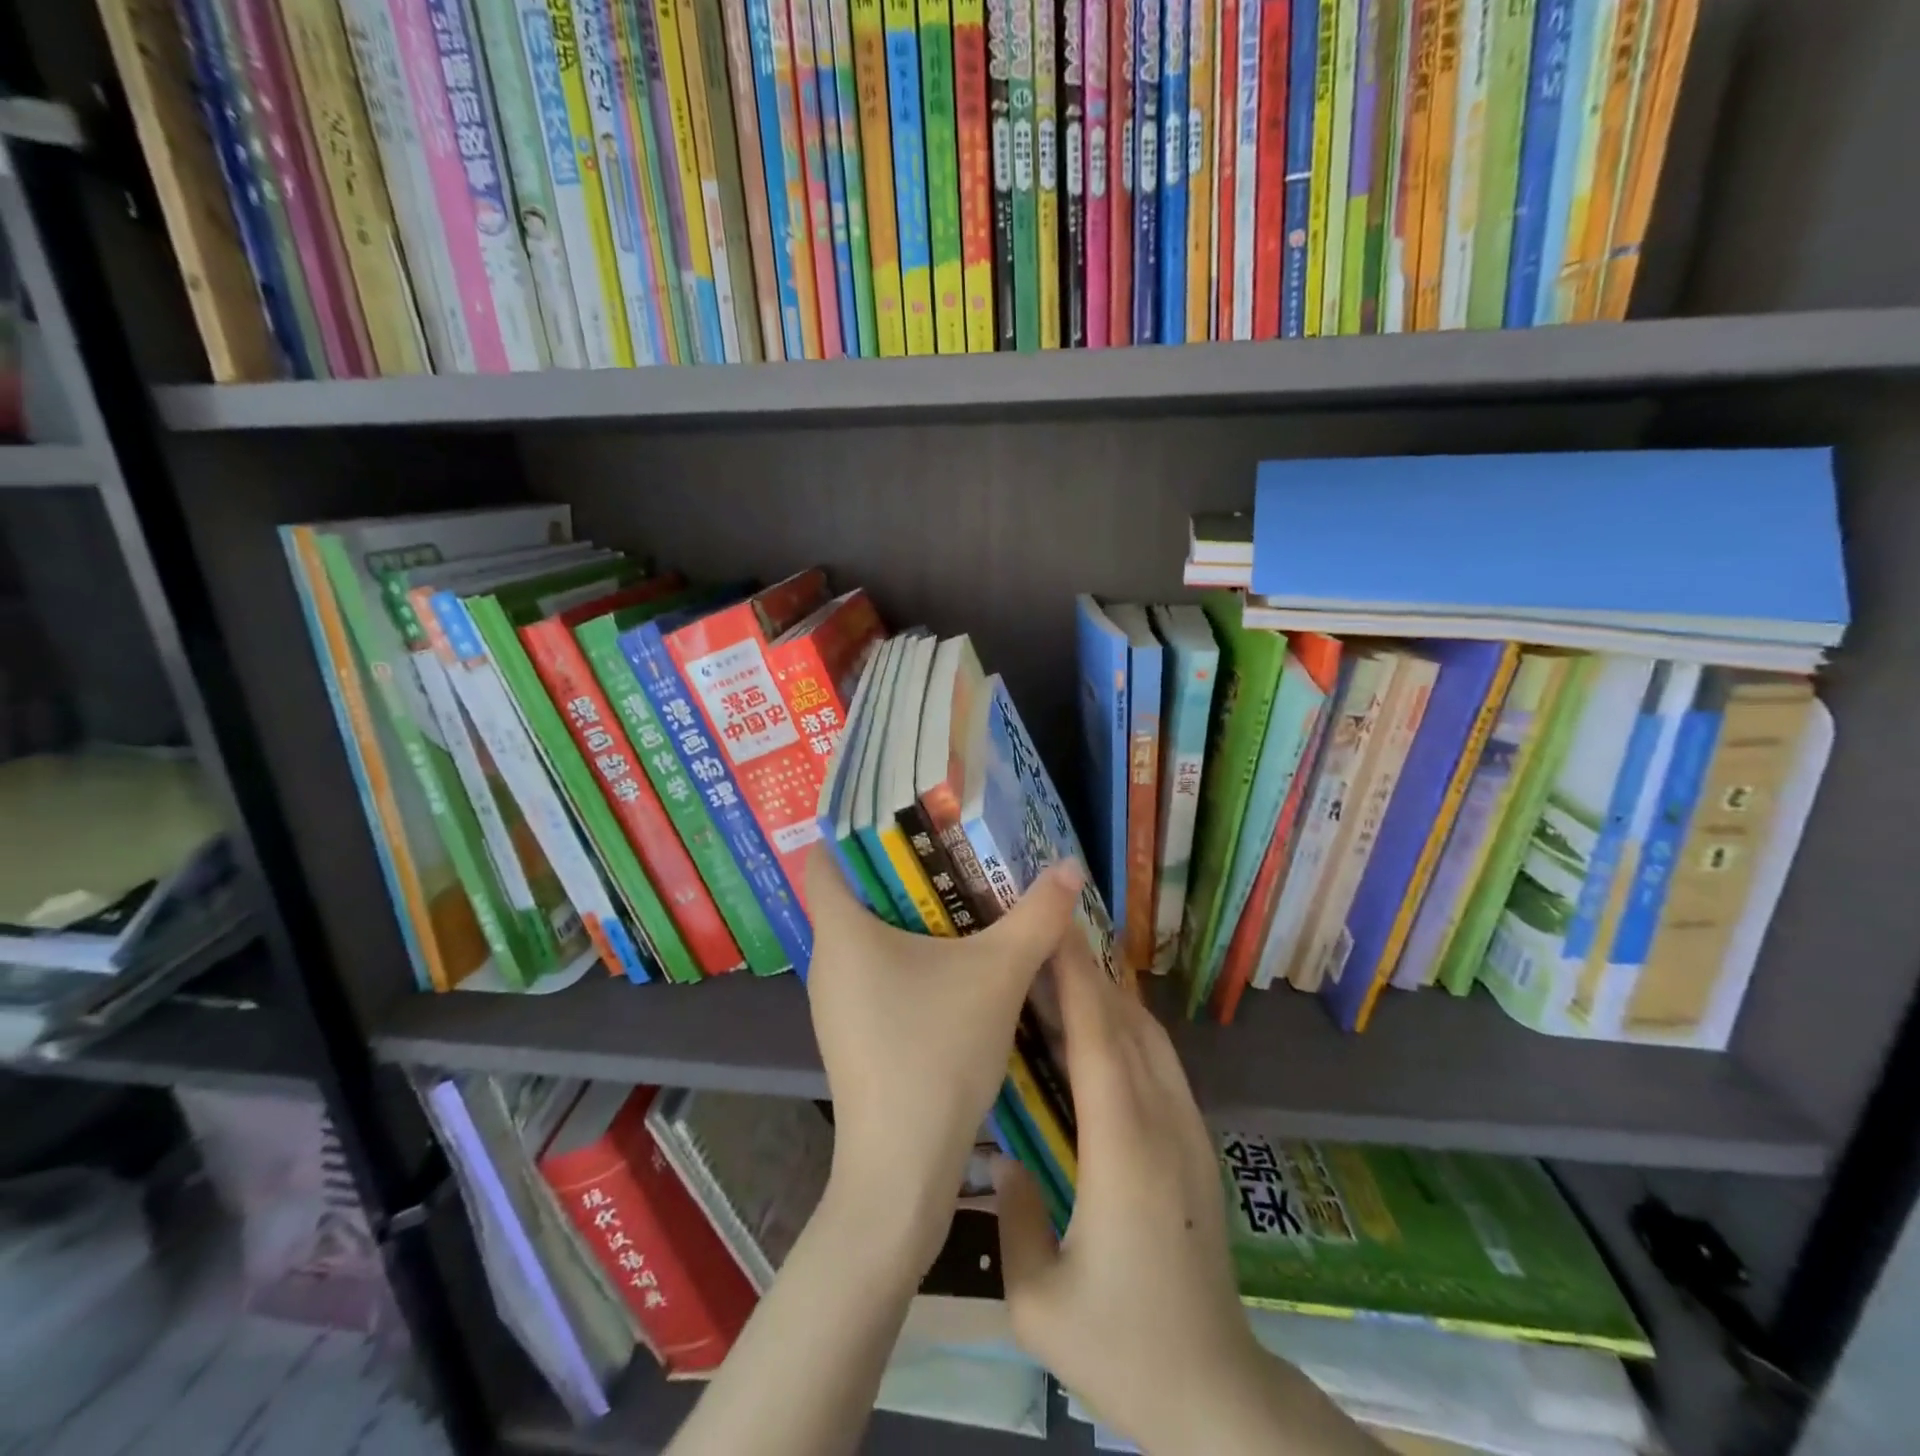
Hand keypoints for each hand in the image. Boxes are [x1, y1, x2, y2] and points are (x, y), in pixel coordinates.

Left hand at [803, 846, 1084, 1269]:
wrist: (901, 1168)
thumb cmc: (936, 1054)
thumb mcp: (998, 975)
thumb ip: (1036, 917)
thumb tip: (1070, 866)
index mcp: (841, 931)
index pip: (826, 856)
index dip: (858, 828)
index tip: (907, 815)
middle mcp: (826, 960)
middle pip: (853, 893)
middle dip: (902, 869)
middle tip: (955, 850)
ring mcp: (833, 1002)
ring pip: (865, 936)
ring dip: (909, 917)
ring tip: (962, 899)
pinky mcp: (849, 1032)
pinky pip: (872, 973)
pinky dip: (905, 957)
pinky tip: (950, 967)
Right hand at [995, 934, 1378, 1455]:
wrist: (1218, 1394)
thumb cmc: (1123, 1349)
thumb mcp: (1038, 1303)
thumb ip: (1011, 1217)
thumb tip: (1003, 1158)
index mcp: (1124, 1152)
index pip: (1098, 1041)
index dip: (1074, 978)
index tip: (1050, 930)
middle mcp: (1162, 1125)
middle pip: (1125, 1025)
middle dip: (1087, 970)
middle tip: (1046, 932)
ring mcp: (1188, 1131)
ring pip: (1149, 1038)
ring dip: (1110, 993)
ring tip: (1067, 965)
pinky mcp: (1197, 1144)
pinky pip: (1161, 1063)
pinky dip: (1129, 1025)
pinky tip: (1102, 1024)